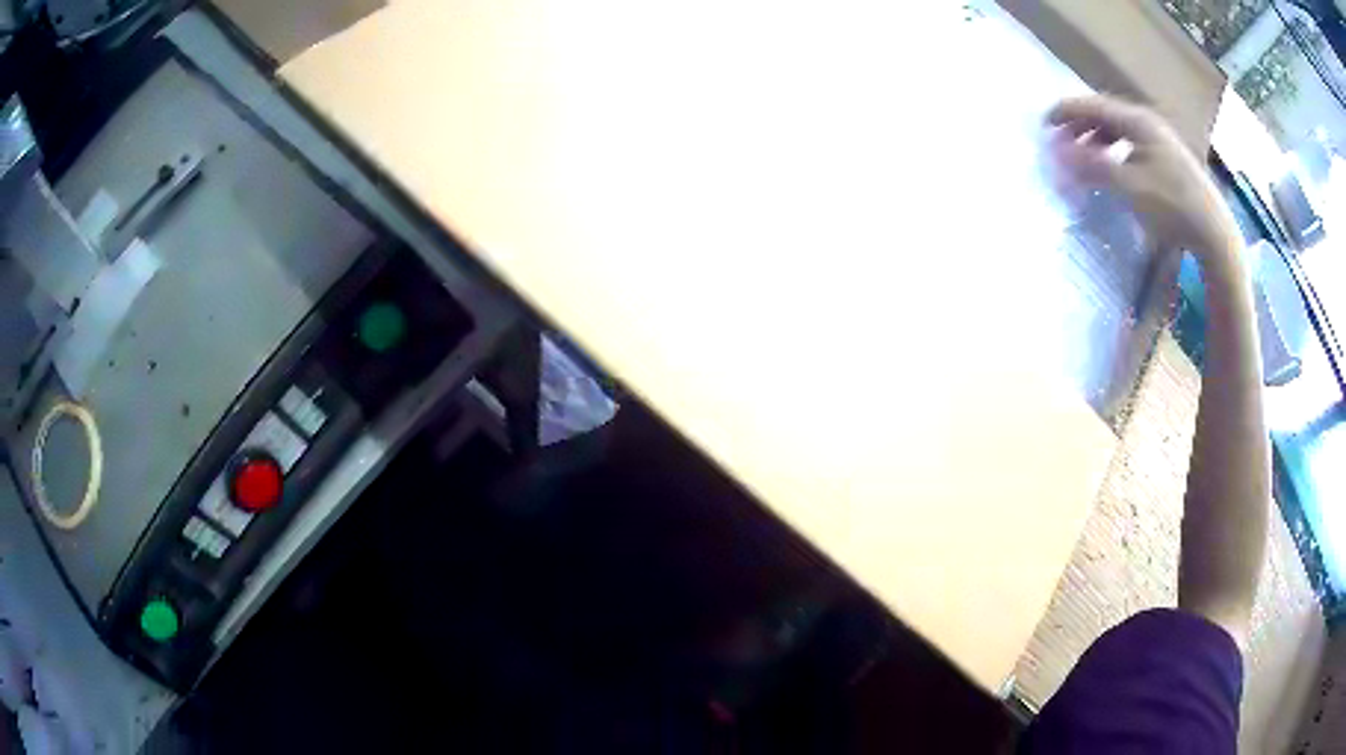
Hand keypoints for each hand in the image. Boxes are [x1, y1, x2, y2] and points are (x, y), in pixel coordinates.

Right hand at [1047, 96, 1238, 260]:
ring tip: (1083, 156)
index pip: (1093, 106)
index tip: (1044, 123)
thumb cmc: (1172, 206)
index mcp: (1138, 121)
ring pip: (1119, 130)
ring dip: (1097, 139)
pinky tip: (1112, 167)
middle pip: (1105, 114)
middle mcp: (1148, 123)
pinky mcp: (1168, 159)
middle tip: (1061, 141)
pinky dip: (1114, 150)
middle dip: (1080, 125)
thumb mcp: (1130, 187)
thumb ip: (1093, 166)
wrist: (1214, 234)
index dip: (1067, 112)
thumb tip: (1057, 153)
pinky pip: (1131, 144)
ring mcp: (1160, 140)